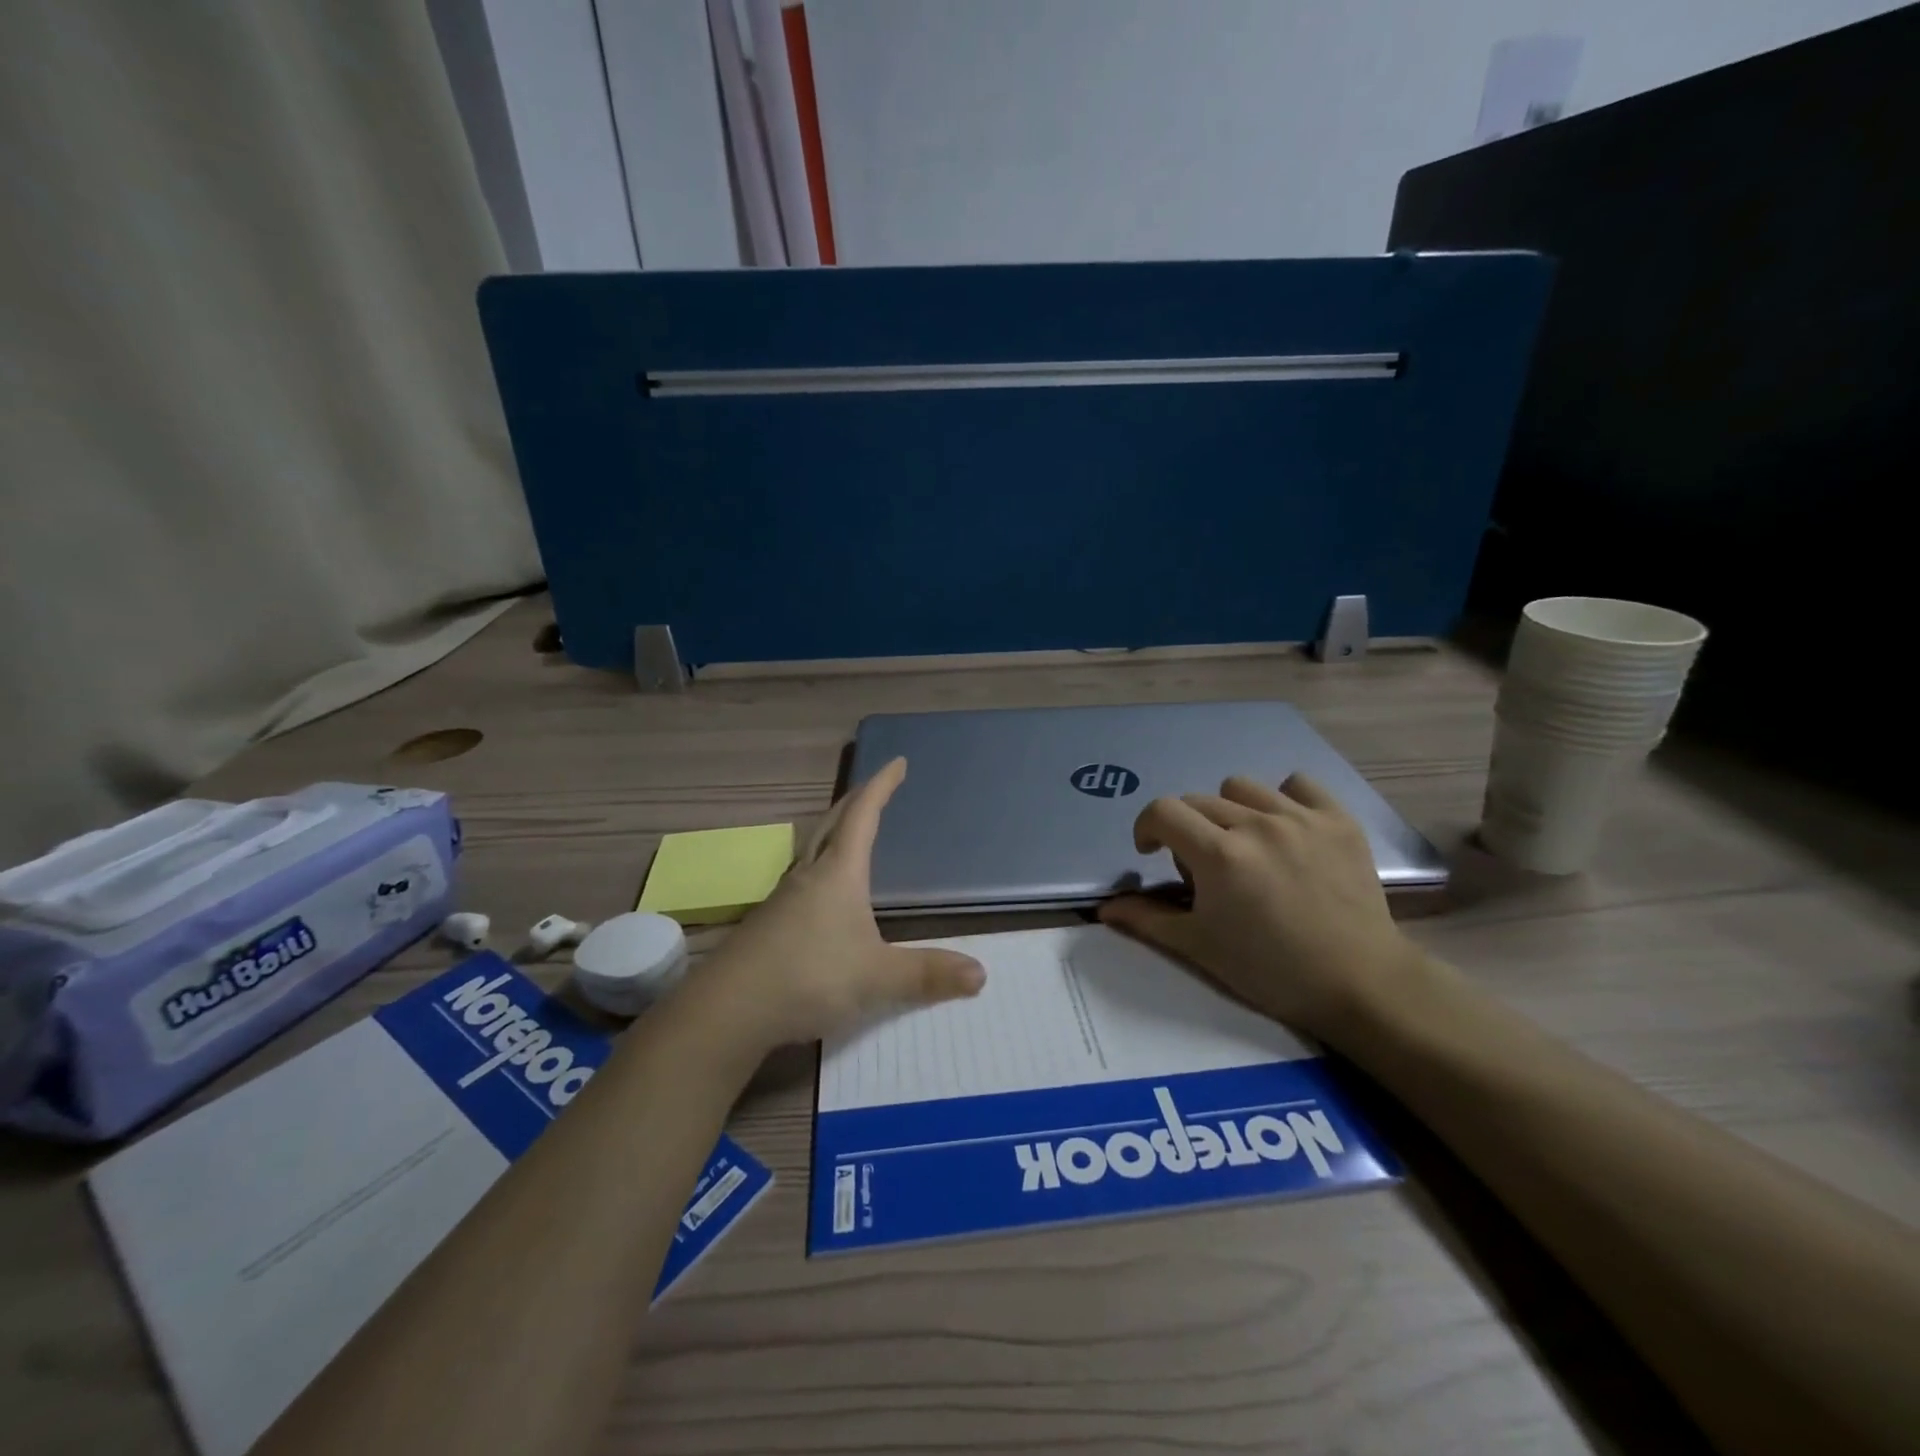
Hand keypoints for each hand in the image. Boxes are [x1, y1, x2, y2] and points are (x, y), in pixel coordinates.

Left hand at [695, 758, 984, 1051]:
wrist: (729, 1009)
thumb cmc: (810, 977)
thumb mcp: (877, 978)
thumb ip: (927, 975)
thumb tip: (981, 974)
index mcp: (839, 873)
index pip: (863, 816)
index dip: (881, 787)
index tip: (897, 762)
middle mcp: (809, 876)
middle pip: (833, 824)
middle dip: (856, 801)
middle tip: (875, 789)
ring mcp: (783, 899)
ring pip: (812, 851)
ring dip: (834, 833)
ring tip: (850, 834)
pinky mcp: (768, 924)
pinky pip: (801, 880)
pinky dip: (820, 868)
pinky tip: (822, 895)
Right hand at [1099, 774, 1418, 1041]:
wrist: (1359, 984)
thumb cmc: (1270, 970)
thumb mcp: (1199, 948)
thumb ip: (1148, 920)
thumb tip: (1105, 909)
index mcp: (1218, 854)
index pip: (1162, 811)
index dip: (1147, 828)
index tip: (1152, 853)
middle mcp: (1256, 824)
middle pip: (1198, 799)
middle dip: (1187, 828)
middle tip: (1204, 867)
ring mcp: (1301, 818)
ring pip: (1242, 787)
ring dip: (1230, 810)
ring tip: (1246, 845)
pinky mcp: (1338, 820)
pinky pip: (1298, 784)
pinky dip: (1283, 799)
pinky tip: (1286, 829)